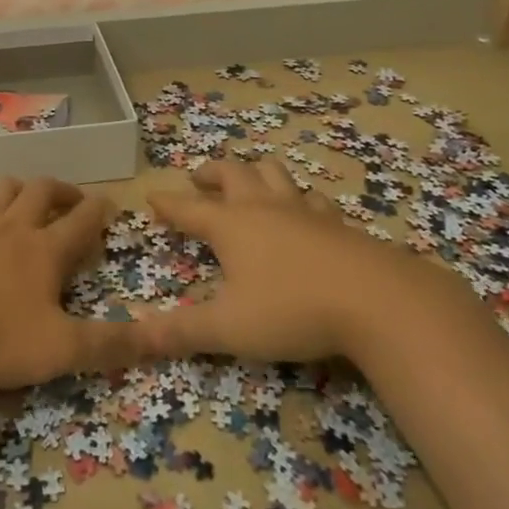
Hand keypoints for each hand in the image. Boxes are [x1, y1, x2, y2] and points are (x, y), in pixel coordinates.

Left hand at [0, 176, 145, 394]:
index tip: (110, 202)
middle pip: (41, 190)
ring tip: (26, 202)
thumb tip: (160, 338)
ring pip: (1, 190)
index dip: (99, 209)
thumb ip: (110, 345)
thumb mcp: (60, 351)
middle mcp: (10, 229)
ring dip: (20, 190)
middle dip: (62, 190)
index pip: (82, 220)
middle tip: (72, 200)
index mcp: (44, 251)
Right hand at [144, 158, 405, 362]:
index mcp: (230, 225)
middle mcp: (263, 207)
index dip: (168, 204)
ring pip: (273, 174)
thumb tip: (132, 336)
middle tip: (199, 179)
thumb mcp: (229, 328)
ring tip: (248, 182)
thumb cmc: (291, 309)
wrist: (377, 300)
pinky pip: (311, 198)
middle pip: (232, 174)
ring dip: (255, 173)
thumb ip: (181, 332)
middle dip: (211, 173)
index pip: (188, 208)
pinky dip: (298, 198)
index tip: (152, 196)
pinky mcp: (336, 223)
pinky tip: (304, 210)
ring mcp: (302, 210)